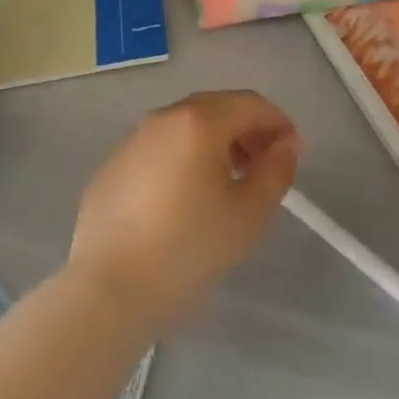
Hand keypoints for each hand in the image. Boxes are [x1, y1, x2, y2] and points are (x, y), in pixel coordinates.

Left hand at [67, 90, 299, 334]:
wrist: (106, 294)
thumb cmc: (187, 248)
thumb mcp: (249, 214)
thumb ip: (276, 171)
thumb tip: (285, 145)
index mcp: (200, 120)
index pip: (251, 104)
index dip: (278, 123)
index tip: (292, 153)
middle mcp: (164, 118)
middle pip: (217, 109)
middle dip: (246, 132)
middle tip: (262, 168)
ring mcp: (132, 142)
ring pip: (185, 130)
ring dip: (213, 146)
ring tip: (225, 187)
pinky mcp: (110, 170)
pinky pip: (157, 153)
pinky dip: (180, 163)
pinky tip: (181, 204)